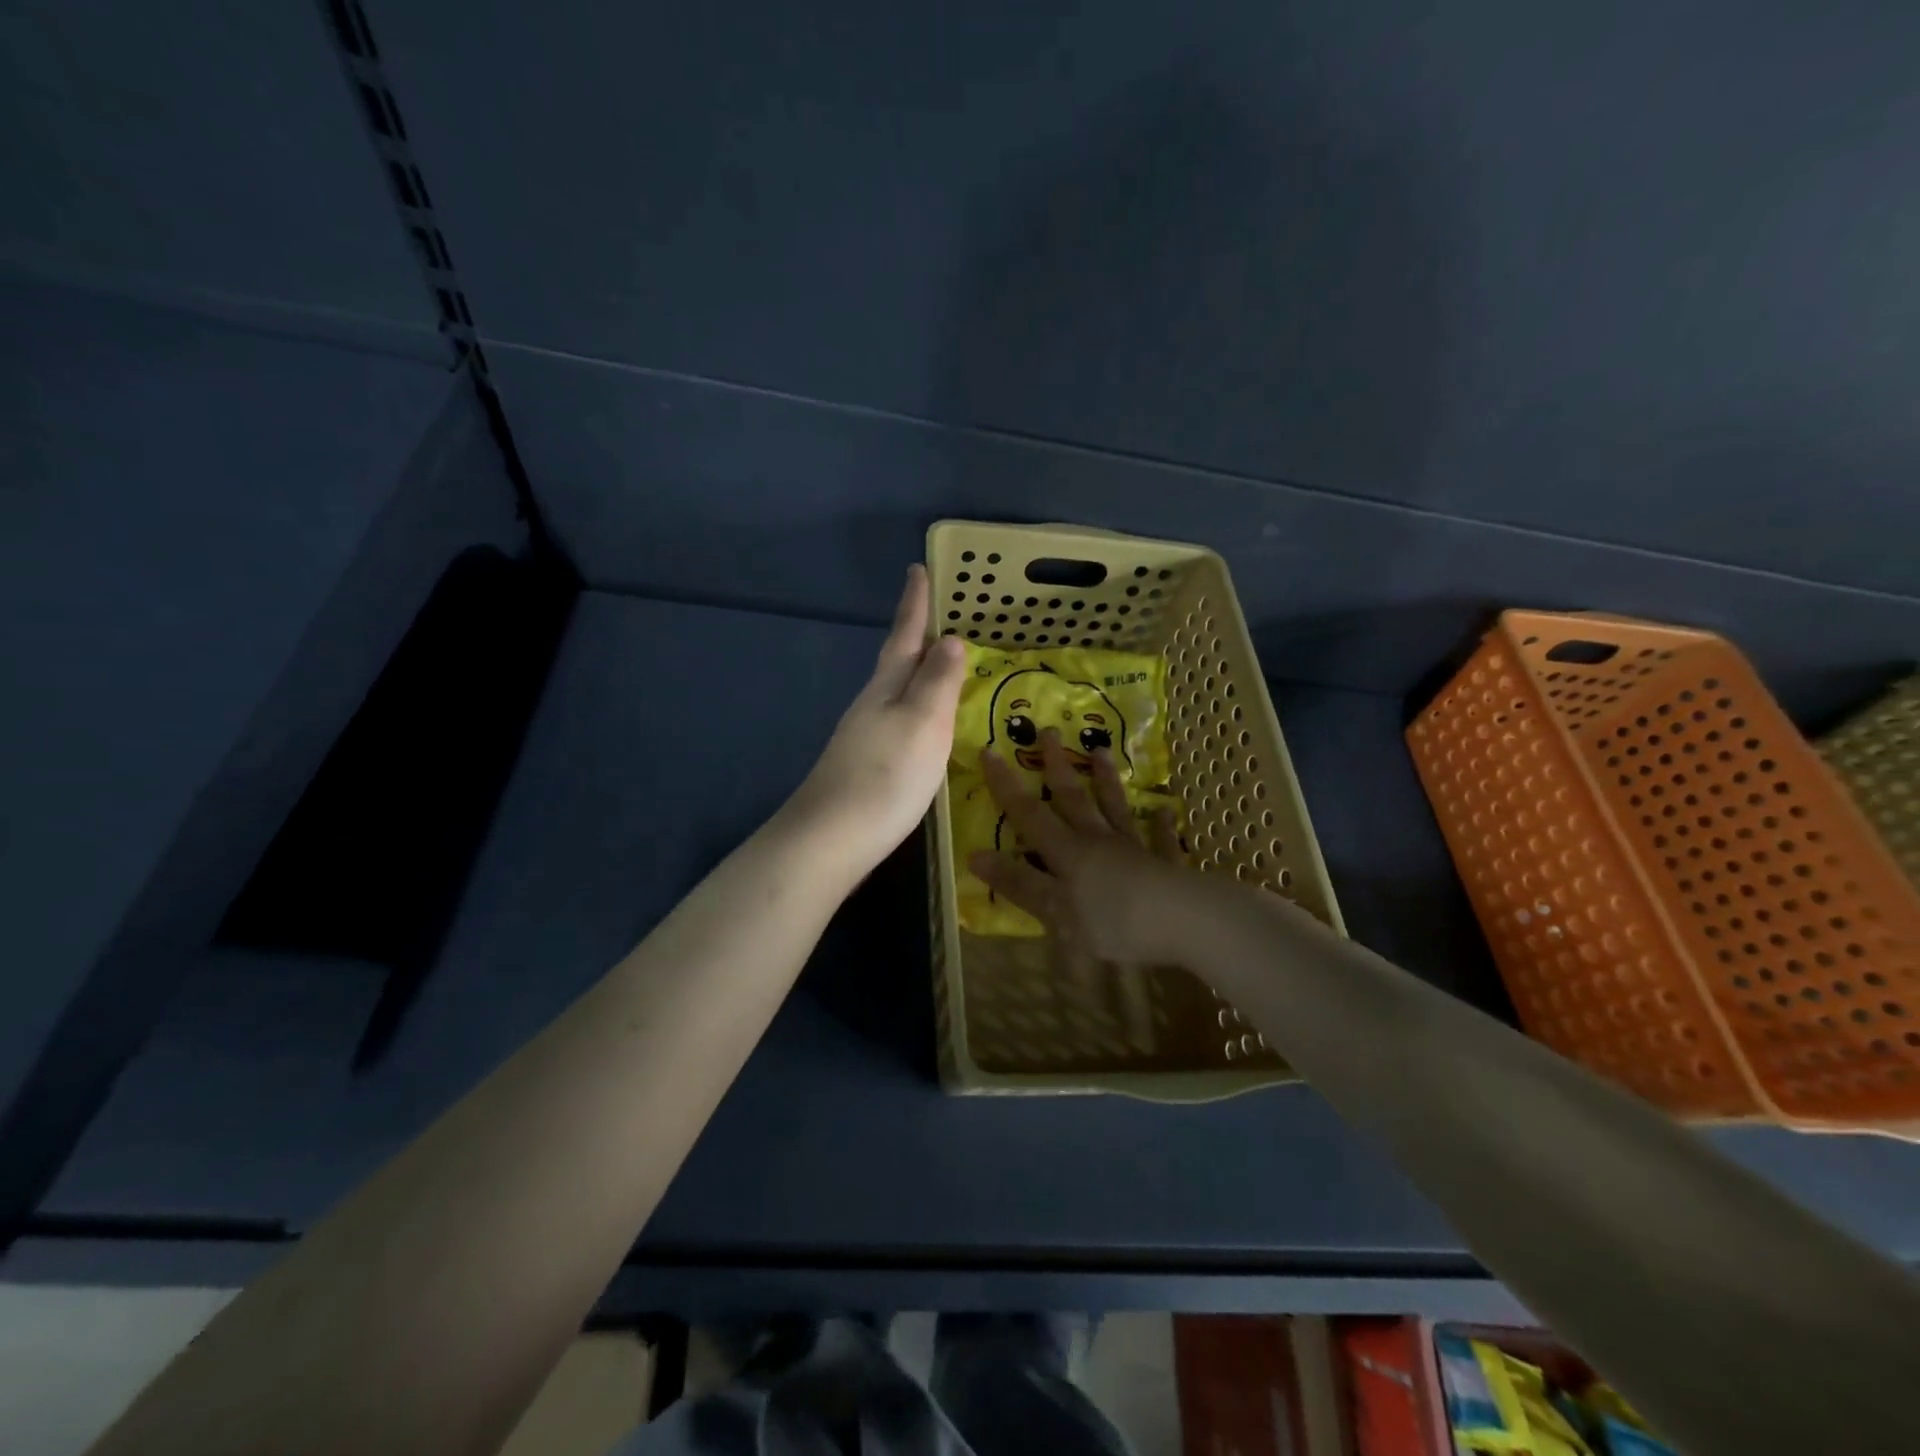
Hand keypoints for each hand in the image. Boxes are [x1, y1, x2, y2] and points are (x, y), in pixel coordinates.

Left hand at [787, 565, 965, 877]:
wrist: (831, 839)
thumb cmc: (885, 775)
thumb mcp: (923, 722)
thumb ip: (937, 682)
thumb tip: (948, 638)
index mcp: (886, 687)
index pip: (904, 635)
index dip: (915, 603)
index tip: (918, 567)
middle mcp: (871, 705)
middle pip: (896, 661)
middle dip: (915, 635)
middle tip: (939, 615)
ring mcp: (863, 737)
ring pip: (895, 692)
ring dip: (917, 674)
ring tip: (940, 665)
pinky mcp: (865, 766)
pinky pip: (897, 722)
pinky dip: (914, 710)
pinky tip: (922, 726)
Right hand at [972, 730, 1188, 965]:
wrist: (1183, 923)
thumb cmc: (1113, 922)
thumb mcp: (1055, 910)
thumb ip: (1019, 883)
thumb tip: (975, 856)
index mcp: (1068, 852)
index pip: (1029, 813)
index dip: (1006, 785)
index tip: (990, 750)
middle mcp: (1098, 841)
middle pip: (1073, 798)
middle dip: (1056, 766)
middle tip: (1049, 730)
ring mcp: (1134, 849)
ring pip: (1115, 808)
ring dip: (1106, 779)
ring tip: (1100, 749)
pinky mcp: (1166, 865)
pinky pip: (1160, 840)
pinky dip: (1160, 824)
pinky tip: (1163, 810)